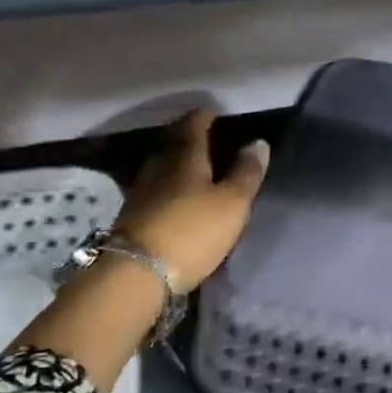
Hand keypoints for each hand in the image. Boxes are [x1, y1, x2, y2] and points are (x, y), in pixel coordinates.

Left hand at [115, 110, 269, 290]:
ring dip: (181, 168)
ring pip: (164, 169)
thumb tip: (258, 142)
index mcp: (184, 155)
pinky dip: (171, 191)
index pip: (194, 122)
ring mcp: (141, 192)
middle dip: (192, 141)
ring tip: (202, 176)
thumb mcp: (233, 203)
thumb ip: (247, 172)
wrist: (136, 276)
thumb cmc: (192, 231)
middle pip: (175, 144)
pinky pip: (157, 193)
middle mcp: (159, 166)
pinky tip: (182, 203)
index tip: (219, 116)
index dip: (207, 116)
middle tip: (214, 145)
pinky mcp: (133, 218)